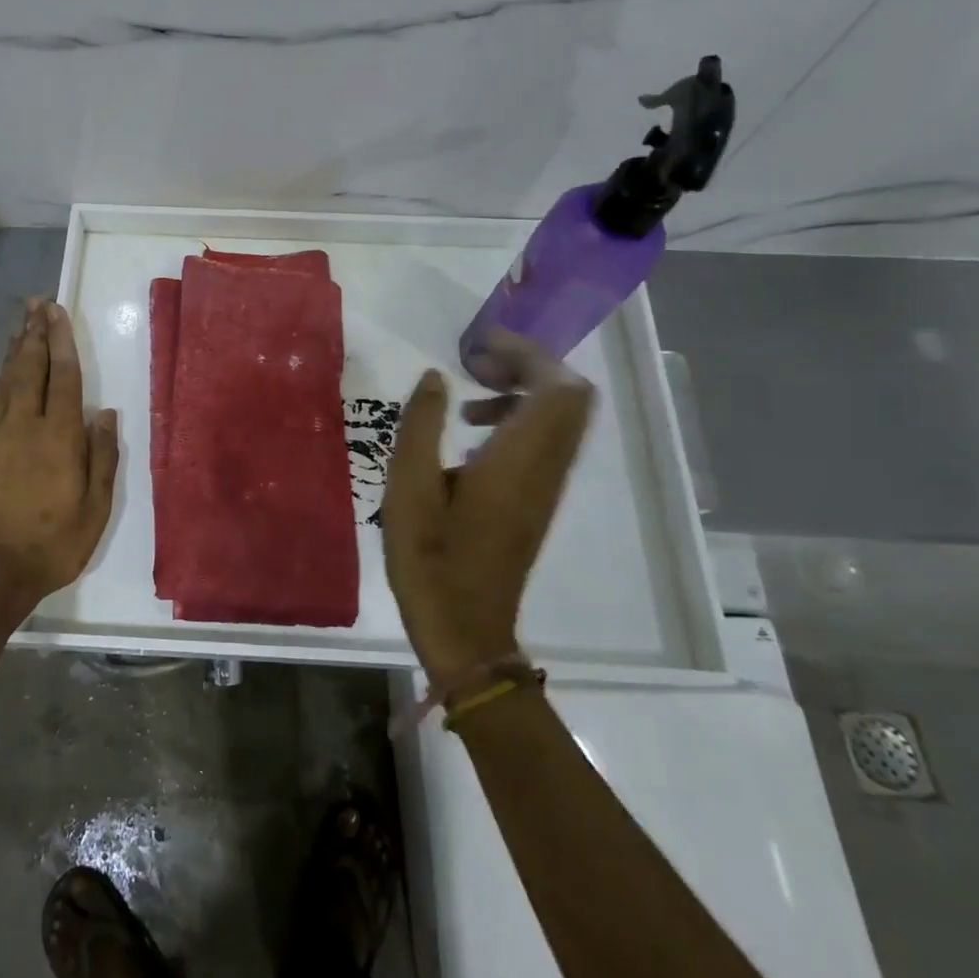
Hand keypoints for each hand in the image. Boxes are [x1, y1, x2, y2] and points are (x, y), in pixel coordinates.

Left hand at [0, 298, 119, 615]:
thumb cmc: (50, 546)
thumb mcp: (94, 510)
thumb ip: (101, 458)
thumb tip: (104, 414)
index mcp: (57, 438)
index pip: (62, 377)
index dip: (61, 341)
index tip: (57, 312)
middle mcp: (22, 427)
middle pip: (29, 369)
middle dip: (34, 334)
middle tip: (36, 304)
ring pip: (5, 382)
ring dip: (14, 351)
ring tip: (20, 326)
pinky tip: (3, 374)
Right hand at [380, 334, 593, 684]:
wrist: (466, 631)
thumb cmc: (430, 560)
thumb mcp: (408, 489)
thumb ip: (420, 426)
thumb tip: (434, 378)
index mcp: (518, 460)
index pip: (556, 387)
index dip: (526, 353)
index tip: (479, 346)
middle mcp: (545, 467)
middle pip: (570, 396)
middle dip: (528, 365)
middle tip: (476, 364)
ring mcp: (546, 486)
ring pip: (562, 417)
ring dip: (524, 391)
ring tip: (468, 399)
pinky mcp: (538, 500)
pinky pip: (547, 440)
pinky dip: (520, 418)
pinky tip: (472, 436)